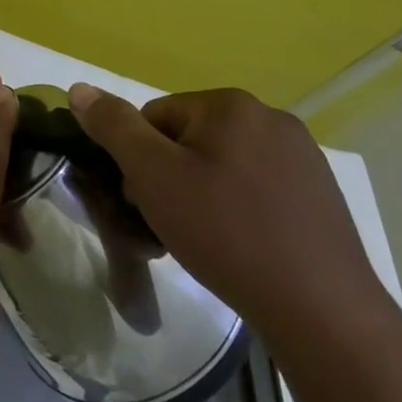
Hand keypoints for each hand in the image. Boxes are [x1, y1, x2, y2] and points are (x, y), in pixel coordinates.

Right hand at [66, 84, 386, 343]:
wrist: (322, 312)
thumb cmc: (225, 232)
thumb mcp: (152, 175)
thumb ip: (113, 126)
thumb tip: (79, 88)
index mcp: (230, 105)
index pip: (154, 118)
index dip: (140, 160)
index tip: (146, 201)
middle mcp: (270, 118)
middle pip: (188, 139)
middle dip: (170, 177)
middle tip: (171, 224)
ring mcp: (303, 157)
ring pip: (221, 165)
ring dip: (201, 194)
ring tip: (204, 240)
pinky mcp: (320, 194)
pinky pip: (256, 188)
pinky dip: (238, 209)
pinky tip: (241, 246)